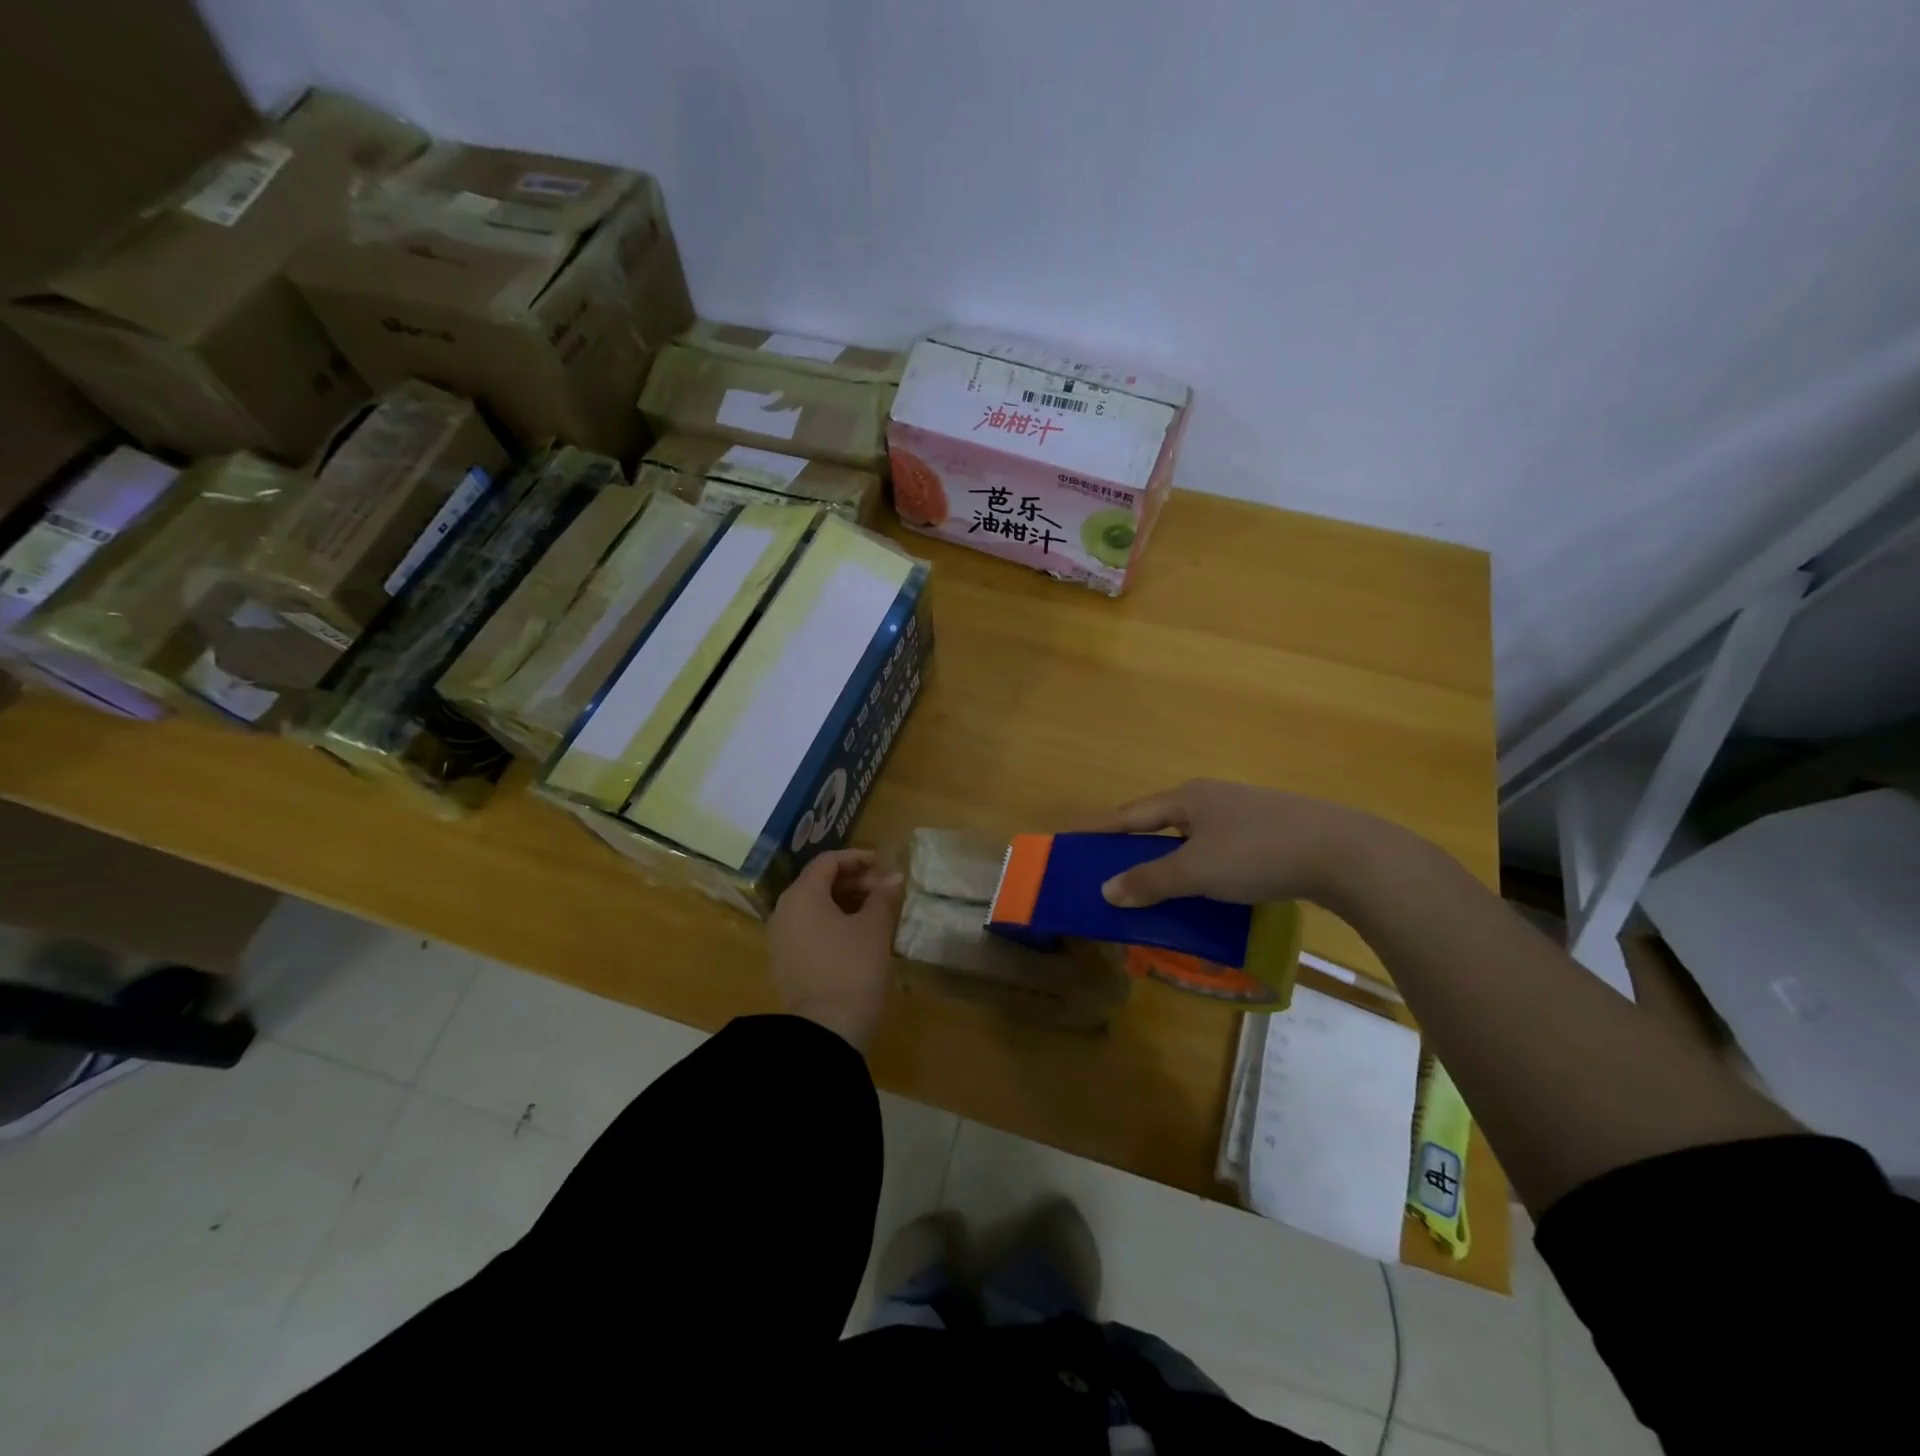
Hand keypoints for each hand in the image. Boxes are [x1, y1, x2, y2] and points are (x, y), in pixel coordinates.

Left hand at [768, 849, 903, 1051]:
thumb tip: (893, 877)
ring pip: (815, 907)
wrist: (825, 1033)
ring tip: (877, 912)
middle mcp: (784, 912)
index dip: (858, 858)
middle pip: (819, 882)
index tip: (884, 865)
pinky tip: (860, 936)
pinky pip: (810, 929)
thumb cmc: (853, 969)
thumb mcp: (874, 929)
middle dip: (854, 881)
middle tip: (885, 890)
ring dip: (846, 902)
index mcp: (802, 896)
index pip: (828, 861)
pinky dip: (834, 923)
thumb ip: (883, 897)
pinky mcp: (786, 963)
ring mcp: (781, 940)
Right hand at [1089, 779, 1397, 909]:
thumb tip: (1106, 890)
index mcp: (1188, 798)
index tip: (1069, 840)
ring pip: (1192, 839)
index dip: (1098, 830)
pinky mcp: (1270, 833)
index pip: (1130, 814)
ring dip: (1168, 862)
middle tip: (1108, 872)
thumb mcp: (1197, 871)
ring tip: (1153, 888)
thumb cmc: (1259, 854)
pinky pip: (1219, 851)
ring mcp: (1243, 815)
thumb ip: (1150, 880)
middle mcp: (1212, 799)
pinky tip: (1205, 892)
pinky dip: (1200, 870)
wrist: (1345, 853)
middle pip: (1160, 823)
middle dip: (1133, 847)